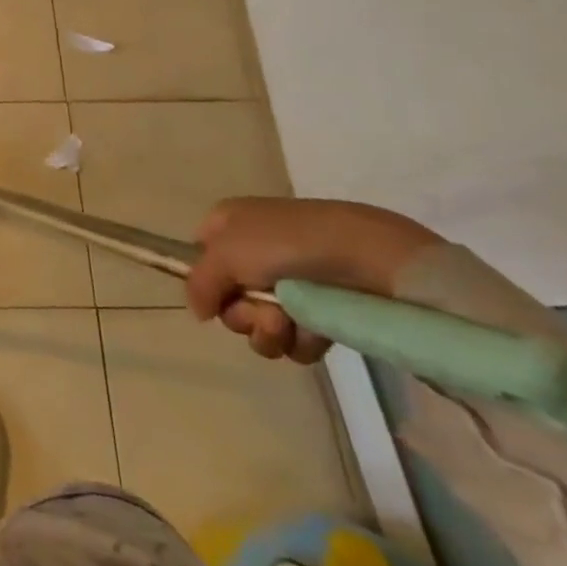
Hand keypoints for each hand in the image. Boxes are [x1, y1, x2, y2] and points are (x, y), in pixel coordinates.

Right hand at [187, 197, 440, 364]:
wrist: (367, 256)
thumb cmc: (286, 244)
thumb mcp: (225, 253)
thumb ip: (199, 283)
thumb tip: (199, 311)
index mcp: (229, 225)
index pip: (199, 255)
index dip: (205, 280)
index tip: (217, 294)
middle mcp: (255, 252)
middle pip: (229, 299)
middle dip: (242, 313)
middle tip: (262, 309)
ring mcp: (289, 283)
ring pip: (259, 325)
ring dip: (269, 331)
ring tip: (290, 321)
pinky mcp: (321, 310)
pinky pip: (294, 340)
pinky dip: (301, 339)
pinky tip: (315, 329)